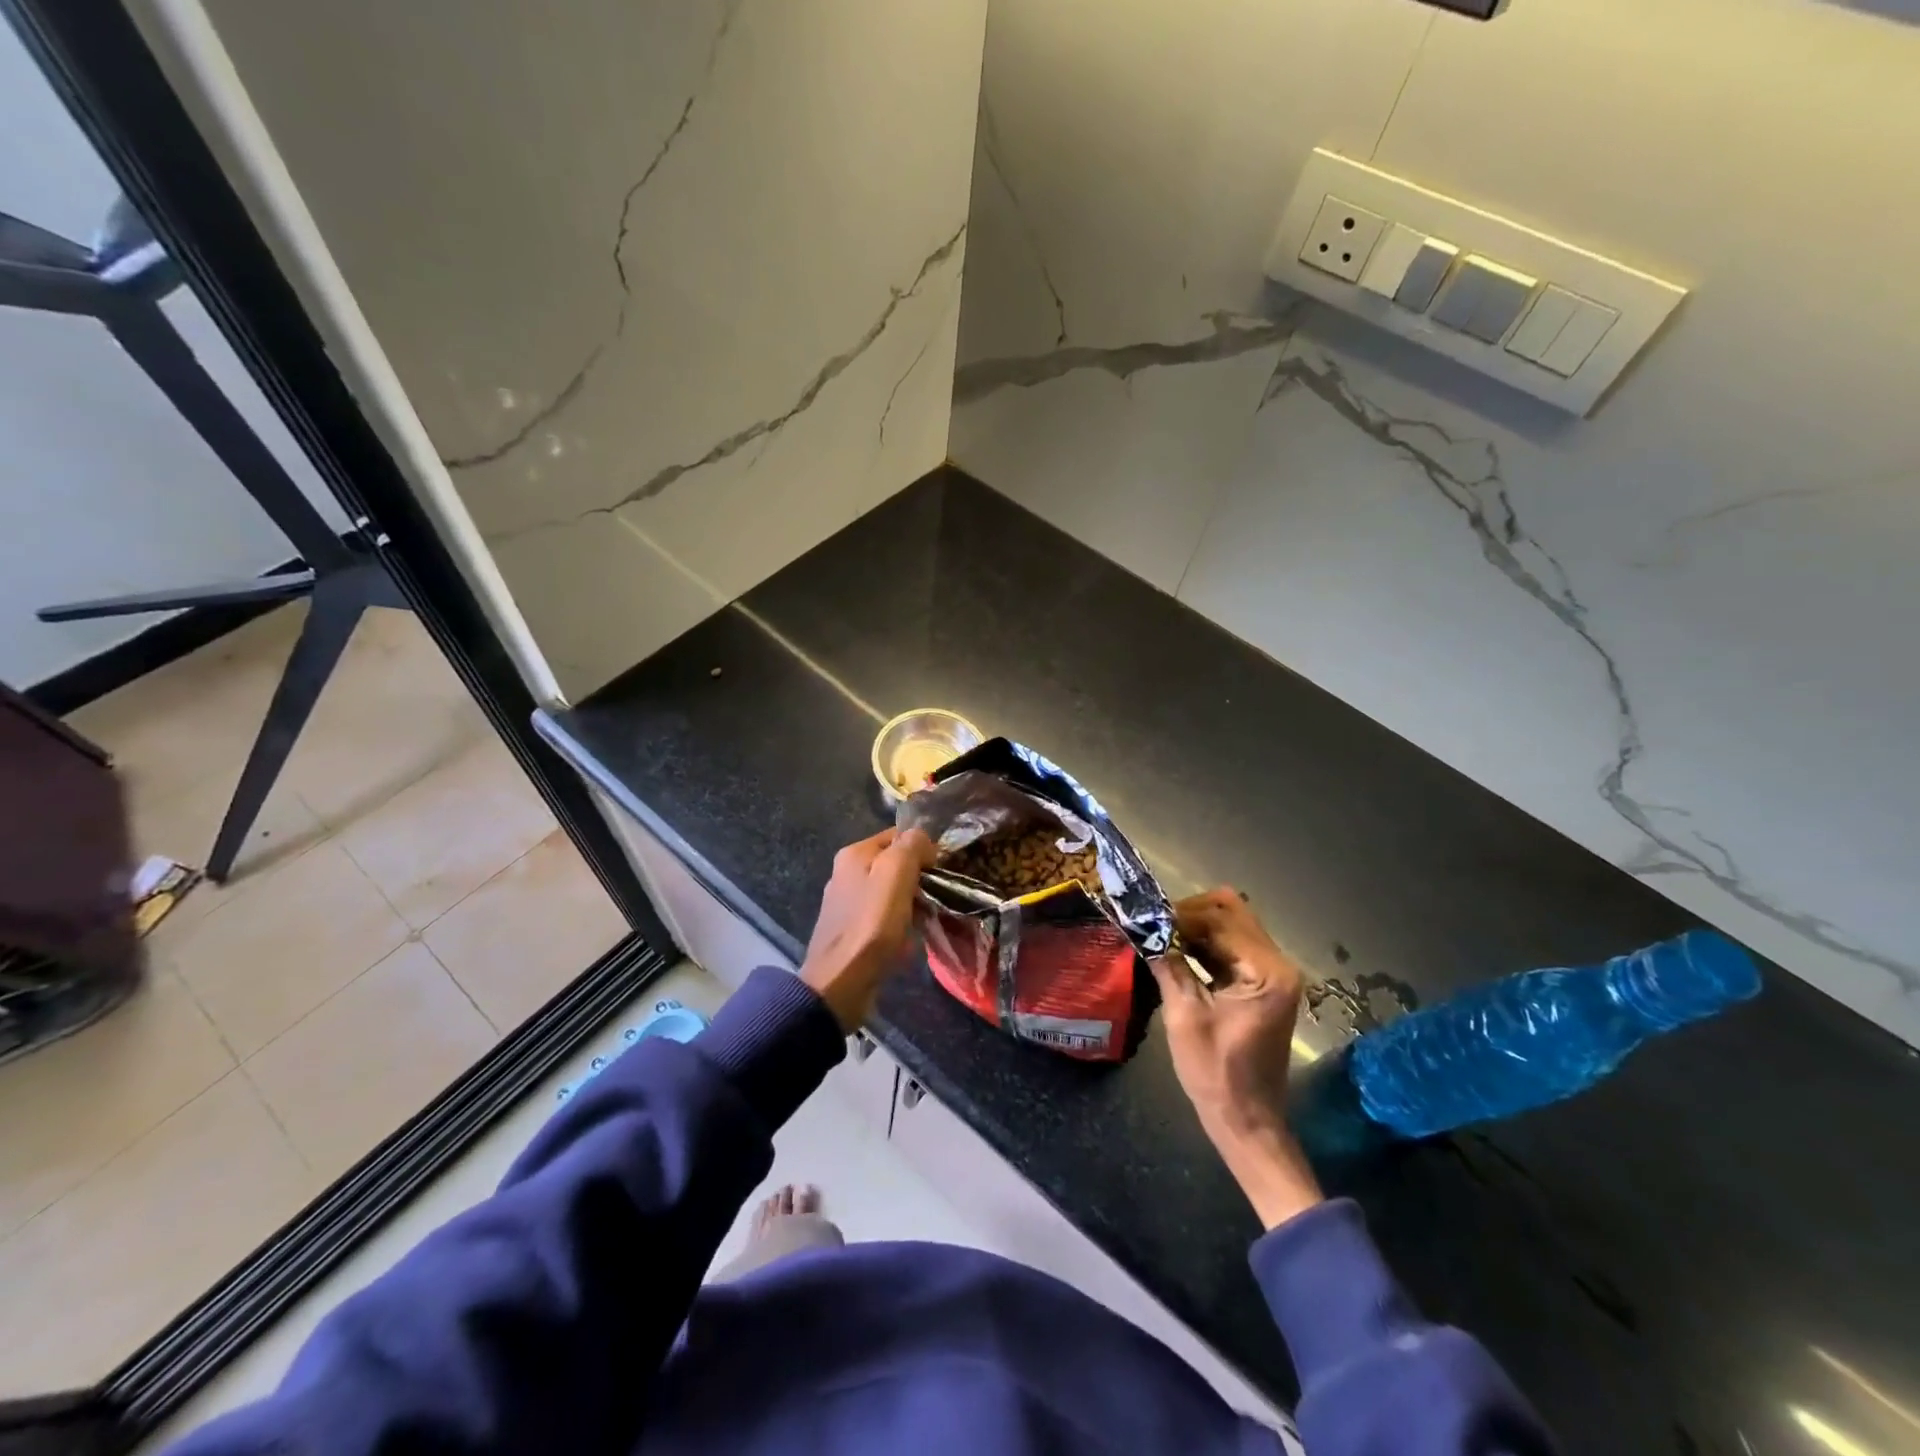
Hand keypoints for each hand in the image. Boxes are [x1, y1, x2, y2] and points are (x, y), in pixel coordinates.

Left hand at [800, 828, 936, 1030]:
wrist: (840, 983)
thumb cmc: (871, 925)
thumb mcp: (895, 875)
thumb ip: (910, 847)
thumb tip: (922, 838)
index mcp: (854, 854)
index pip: (897, 836)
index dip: (922, 849)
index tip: (938, 871)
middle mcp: (846, 873)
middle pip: (895, 865)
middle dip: (918, 879)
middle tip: (935, 897)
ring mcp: (848, 903)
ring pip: (892, 893)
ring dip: (911, 905)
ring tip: (925, 920)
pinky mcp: (852, 930)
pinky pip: (884, 918)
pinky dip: (899, 926)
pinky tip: (908, 941)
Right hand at [1150, 888, 1321, 1229]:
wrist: (1246, 1120)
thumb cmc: (1216, 1072)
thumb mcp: (1185, 1015)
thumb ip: (1168, 964)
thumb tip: (1143, 927)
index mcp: (1267, 971)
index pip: (1221, 919)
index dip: (1181, 915)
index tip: (1147, 919)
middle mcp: (1277, 964)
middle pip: (1231, 913)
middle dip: (1189, 914)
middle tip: (1155, 926)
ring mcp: (1271, 974)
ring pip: (1231, 926)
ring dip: (1195, 927)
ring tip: (1159, 935)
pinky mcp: (1260, 984)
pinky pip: (1231, 947)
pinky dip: (1204, 944)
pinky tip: (1176, 951)